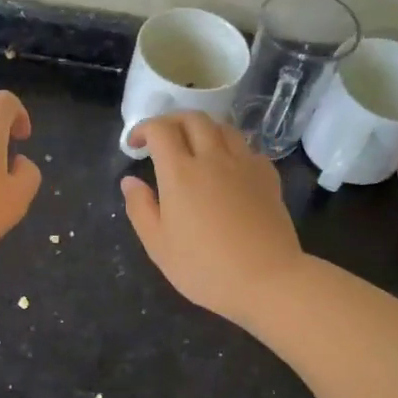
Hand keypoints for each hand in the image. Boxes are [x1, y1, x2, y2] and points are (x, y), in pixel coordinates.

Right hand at [120, 112, 305, 324]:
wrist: (267, 279)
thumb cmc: (204, 267)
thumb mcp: (158, 245)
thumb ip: (140, 208)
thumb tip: (129, 181)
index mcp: (180, 172)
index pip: (160, 130)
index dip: (144, 129)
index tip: (135, 144)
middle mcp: (213, 158)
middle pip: (193, 118)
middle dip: (172, 120)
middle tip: (162, 139)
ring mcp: (245, 165)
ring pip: (223, 128)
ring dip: (203, 129)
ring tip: (194, 147)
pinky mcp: (268, 177)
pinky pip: (247, 148)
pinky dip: (231, 148)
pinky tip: (228, 166)